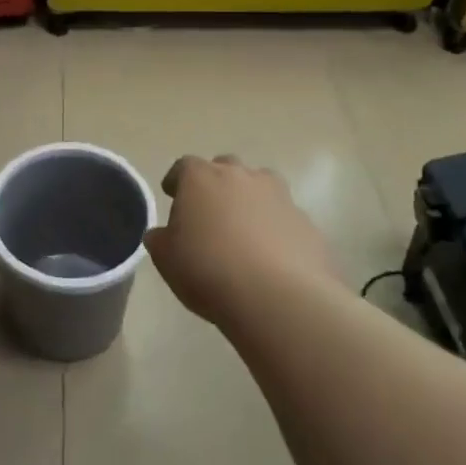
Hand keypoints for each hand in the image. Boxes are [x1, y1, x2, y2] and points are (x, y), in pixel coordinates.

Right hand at [146, 156, 335, 326]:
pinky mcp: (305, 222)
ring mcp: (278, 196)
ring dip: (250, 200)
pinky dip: (275, 228)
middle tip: (209, 212)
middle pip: (225, 168)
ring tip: (244, 230)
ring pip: (260, 186)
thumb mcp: (167, 260)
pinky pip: (283, 218)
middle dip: (216, 185)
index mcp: (201, 178)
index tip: (172, 195)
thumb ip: (160, 240)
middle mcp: (241, 176)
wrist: (277, 297)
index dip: (177, 181)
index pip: (184, 166)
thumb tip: (161, 234)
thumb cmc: (209, 270)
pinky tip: (271, 256)